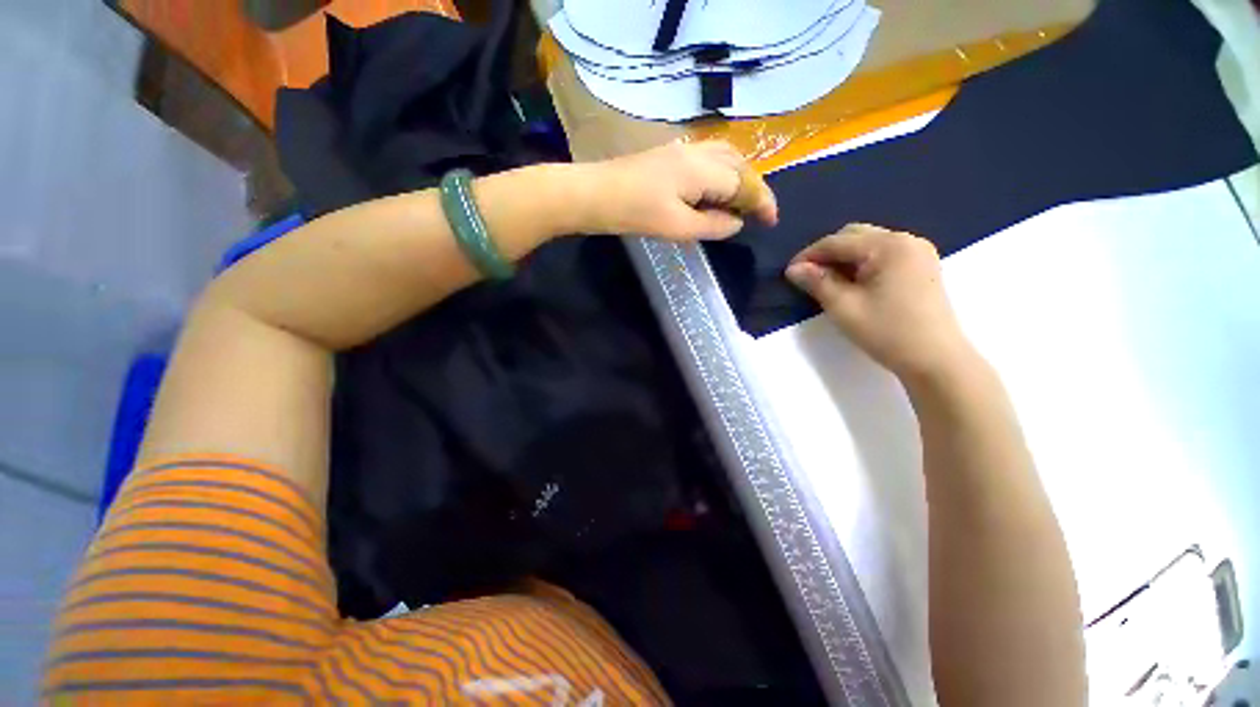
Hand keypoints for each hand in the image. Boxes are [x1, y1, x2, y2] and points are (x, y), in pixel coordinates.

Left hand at [584, 141, 777, 240]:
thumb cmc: (634, 214)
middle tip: (759, 213)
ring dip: (740, 178)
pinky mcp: (670, 156)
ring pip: (726, 158)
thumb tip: (737, 223)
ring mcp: (682, 150)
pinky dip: (723, 174)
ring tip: (742, 202)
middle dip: (755, 188)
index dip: (762, 202)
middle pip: (739, 165)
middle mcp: (698, 152)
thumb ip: (712, 225)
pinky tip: (717, 190)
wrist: (594, 194)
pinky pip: (709, 159)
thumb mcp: (677, 227)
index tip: (772, 222)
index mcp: (703, 170)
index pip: (744, 183)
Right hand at [785, 223, 975, 380]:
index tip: (788, 273)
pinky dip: (862, 263)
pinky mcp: (922, 265)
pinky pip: (883, 254)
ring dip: (844, 258)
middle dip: (827, 253)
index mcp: (888, 246)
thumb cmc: (887, 332)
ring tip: (826, 281)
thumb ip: (817, 282)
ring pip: (868, 244)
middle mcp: (905, 239)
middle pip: (854, 236)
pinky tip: (852, 282)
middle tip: (807, 277)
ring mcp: (918, 251)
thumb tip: (794, 269)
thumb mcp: (844, 307)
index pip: (837, 241)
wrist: (936, 360)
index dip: (809, 255)